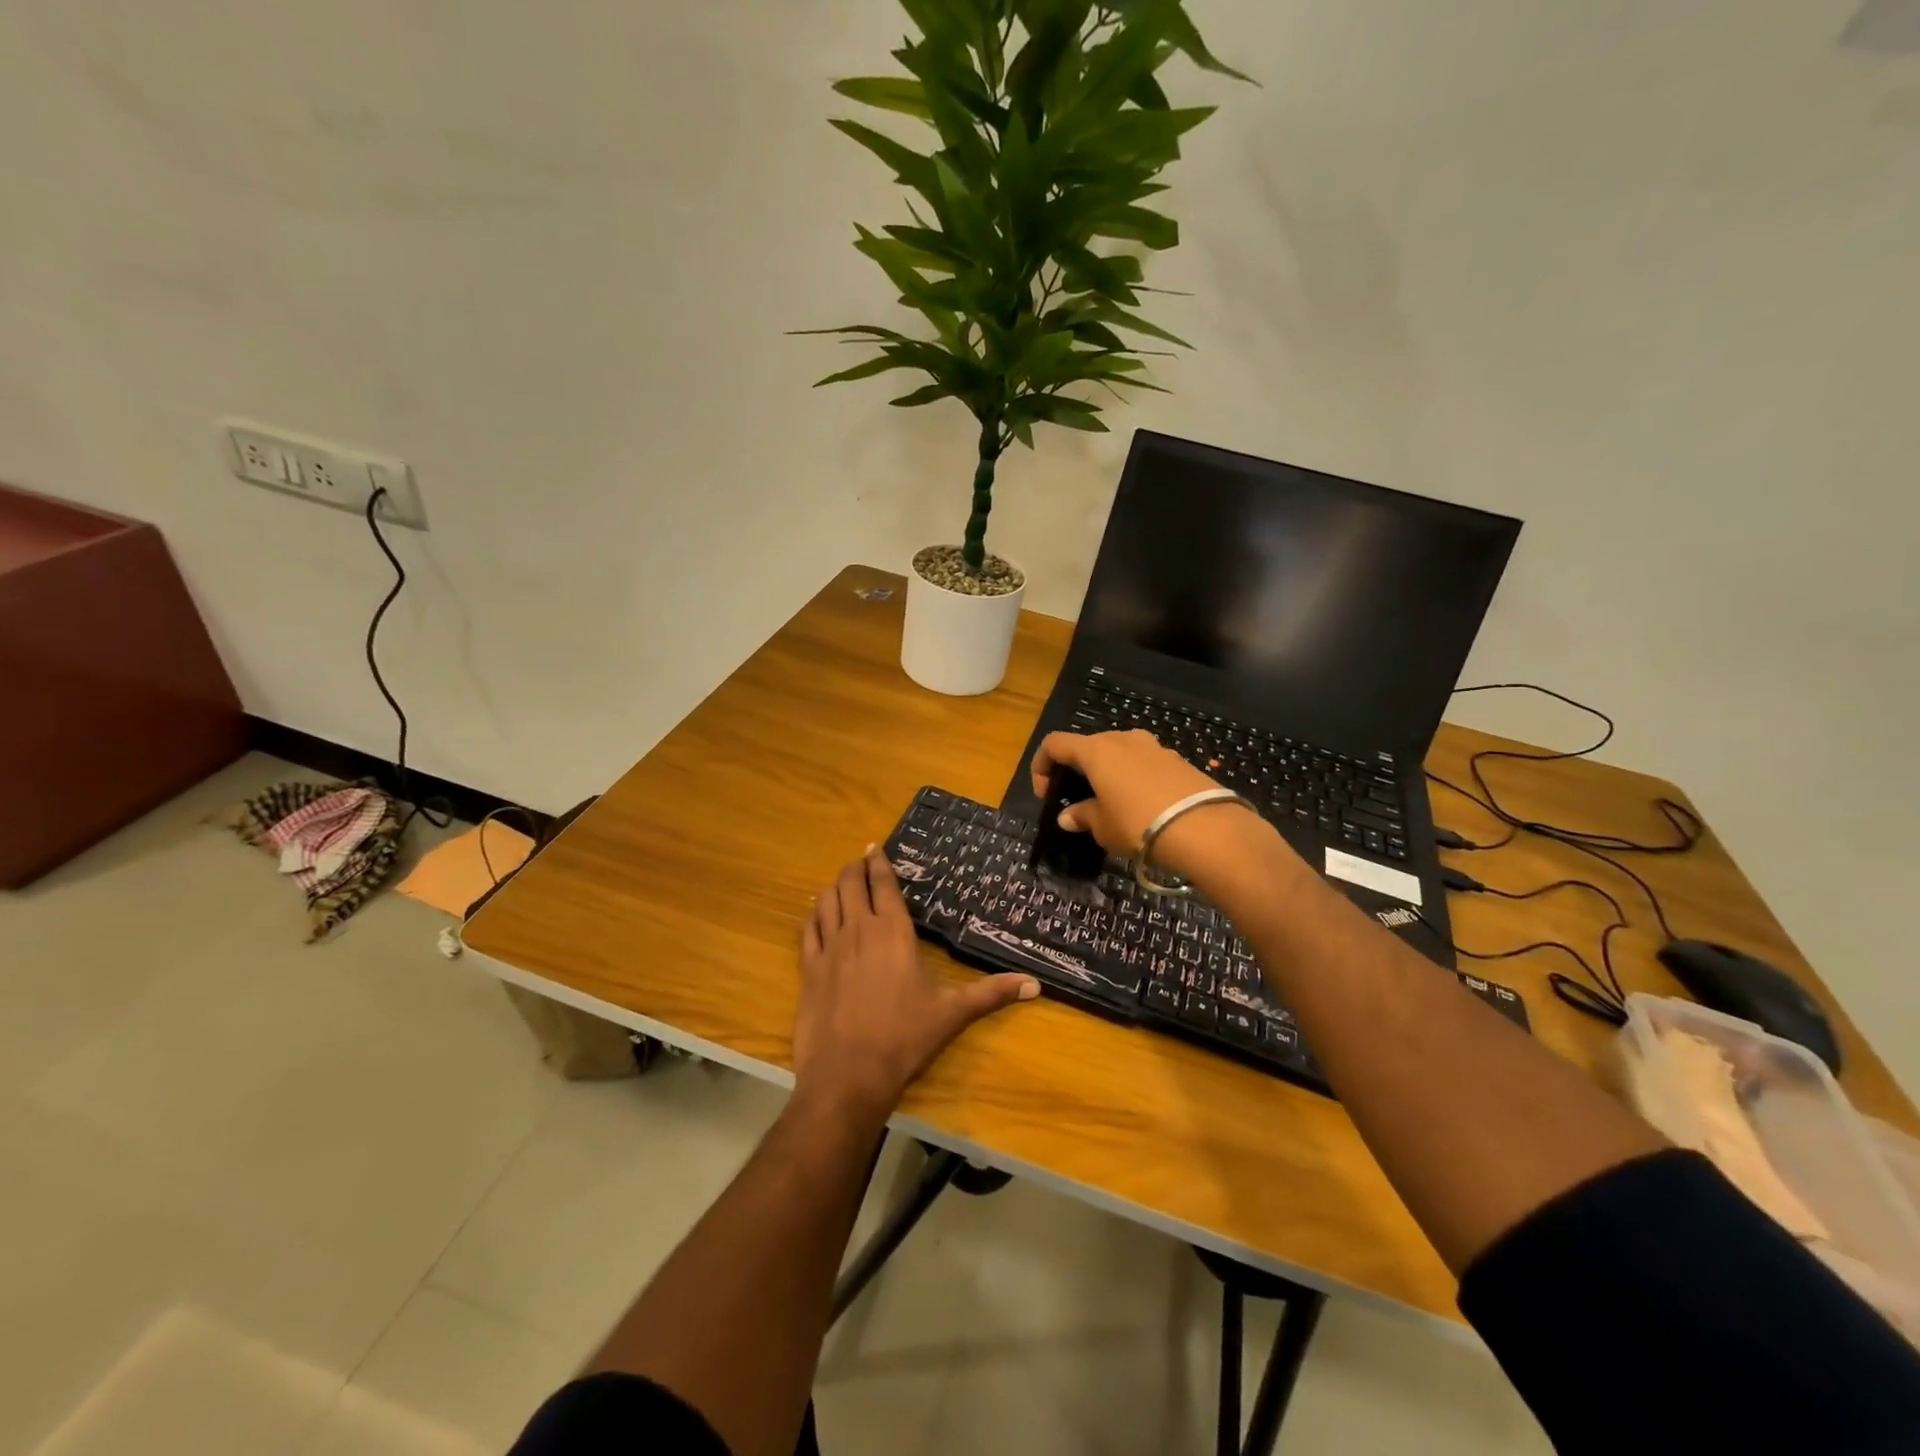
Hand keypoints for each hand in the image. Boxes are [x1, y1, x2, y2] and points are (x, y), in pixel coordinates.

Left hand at [794, 847, 1037, 1119]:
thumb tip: (1036, 985)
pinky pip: (808, 929)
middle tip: (862, 863)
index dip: (878, 861)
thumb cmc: (905, 1038)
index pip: (883, 883)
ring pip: (826, 900)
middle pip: (849, 882)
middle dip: (855, 868)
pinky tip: (819, 917)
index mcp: (893, 931)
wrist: (849, 1074)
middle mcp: (858, 929)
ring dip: (835, 887)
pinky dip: (814, 915)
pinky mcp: (808, 969)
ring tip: (843, 886)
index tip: (876, 847)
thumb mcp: (953, 1013)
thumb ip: (992, 993)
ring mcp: (829, 947)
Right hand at [1030, 730, 1266, 881]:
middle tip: (1078, 799)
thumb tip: (1067, 816)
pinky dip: (1134, 778)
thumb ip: (1082, 816)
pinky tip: (1142, 806)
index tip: (1045, 794)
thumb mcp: (1102, 827)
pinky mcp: (1178, 760)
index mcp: (1096, 750)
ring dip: (1108, 773)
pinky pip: (1144, 764)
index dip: (1042, 766)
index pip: (1055, 744)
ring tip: (1112, 803)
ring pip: (1119, 753)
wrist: (1204, 828)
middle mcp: (1123, 739)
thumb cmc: (1138, 823)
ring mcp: (1154, 747)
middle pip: (1089, 746)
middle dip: (1078, 770)